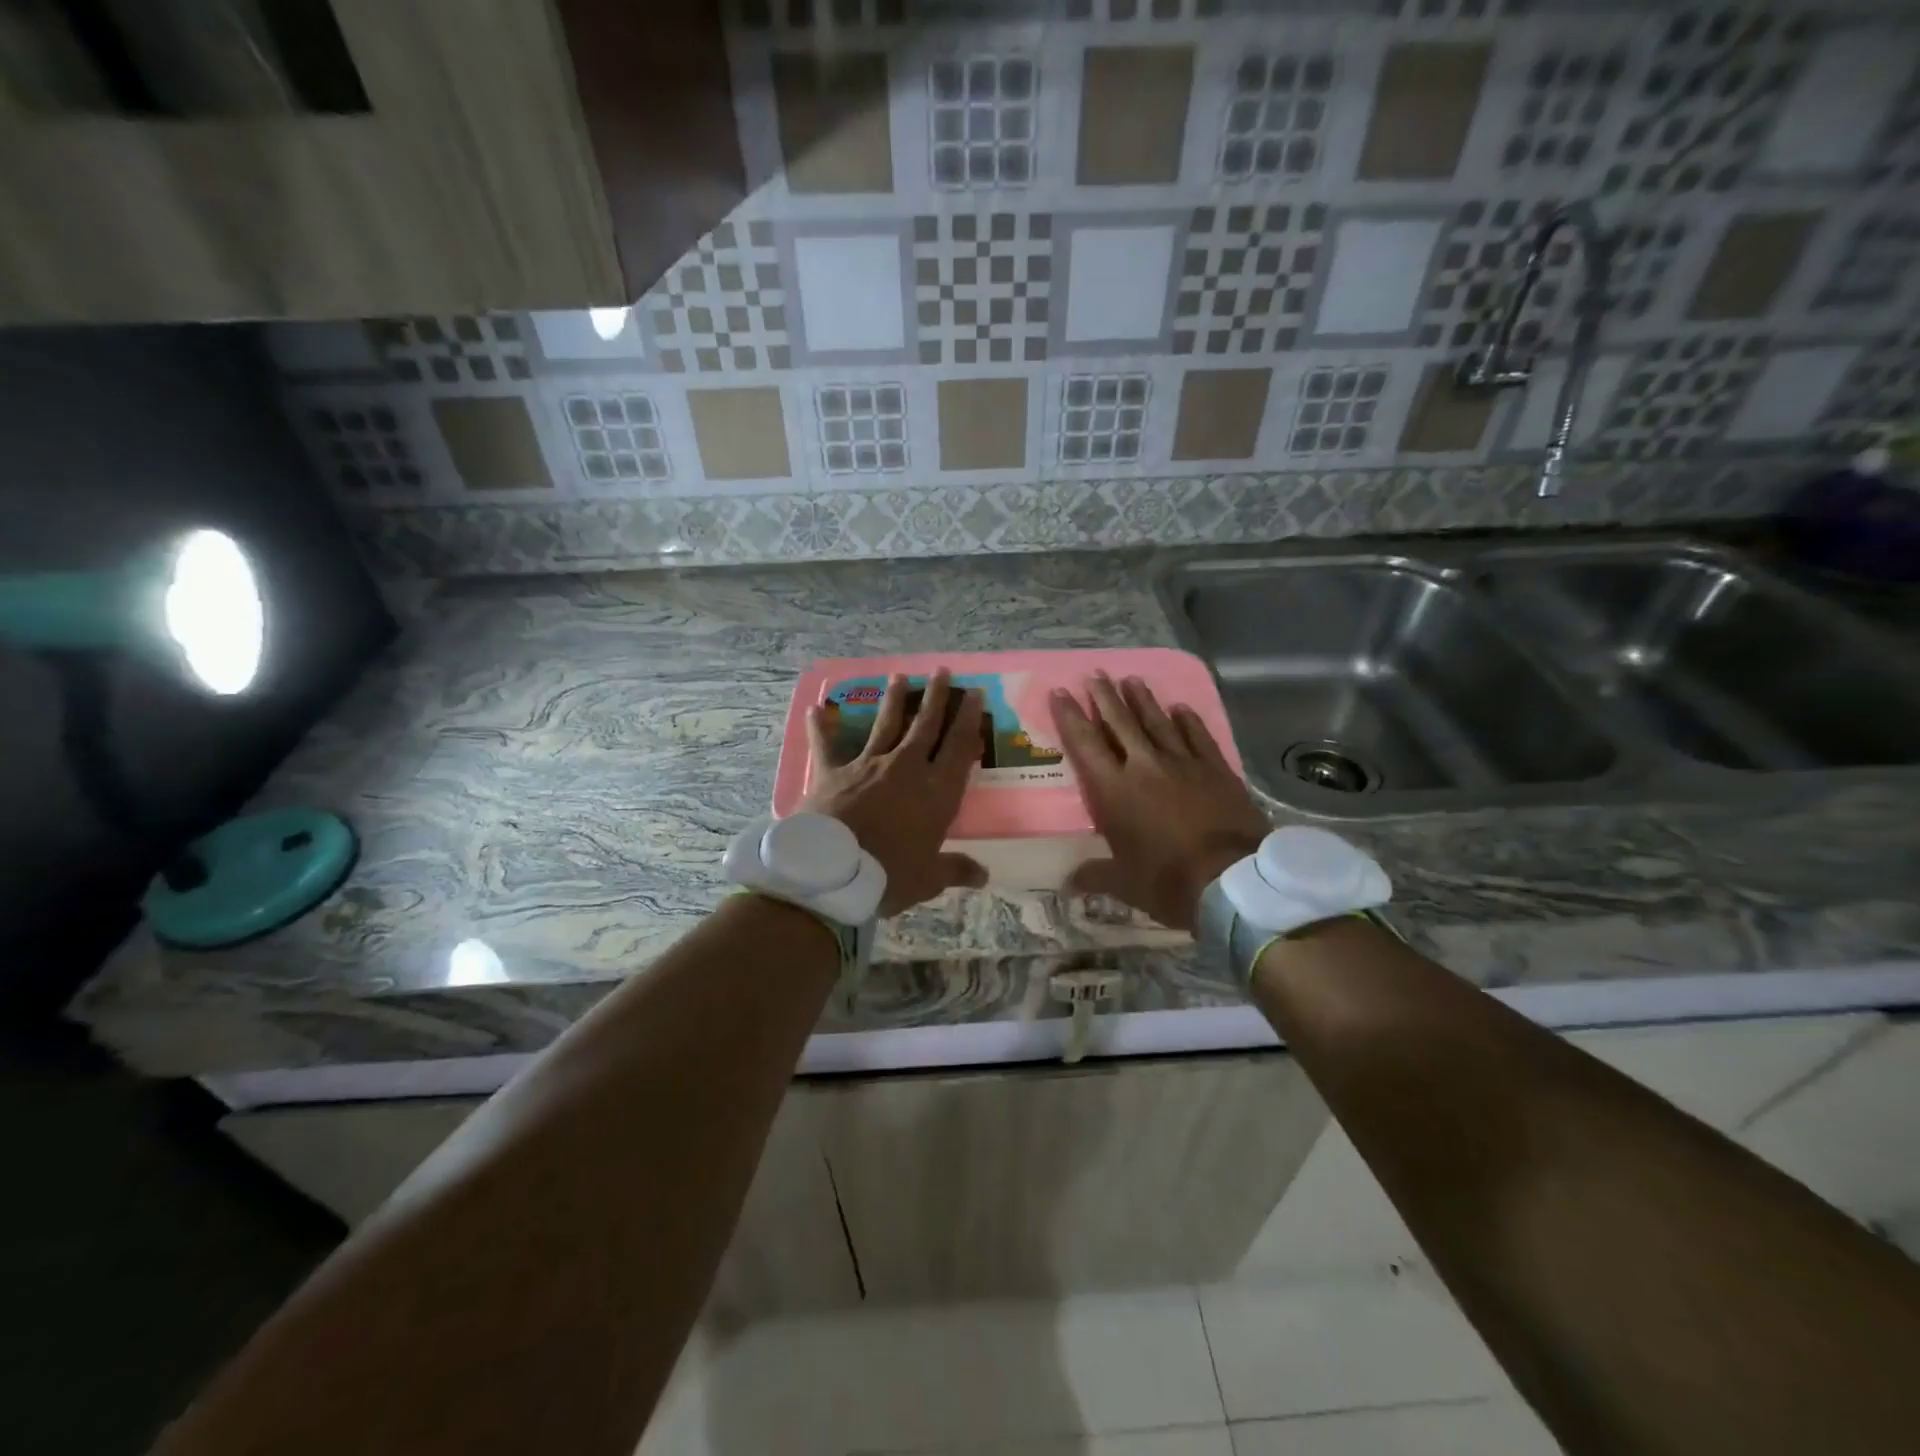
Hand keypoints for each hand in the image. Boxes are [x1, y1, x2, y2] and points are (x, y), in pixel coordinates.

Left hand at [801, 668, 987, 915]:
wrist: (833, 874)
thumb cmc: (889, 876)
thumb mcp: (929, 878)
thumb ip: (956, 870)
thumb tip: (984, 877)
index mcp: (935, 792)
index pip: (958, 747)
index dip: (968, 719)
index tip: (975, 694)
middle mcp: (905, 769)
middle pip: (924, 726)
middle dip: (936, 697)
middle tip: (942, 671)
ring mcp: (867, 766)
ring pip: (884, 725)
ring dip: (893, 700)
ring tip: (898, 676)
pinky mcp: (832, 772)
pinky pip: (826, 744)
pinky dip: (820, 726)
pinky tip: (816, 708)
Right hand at [1051, 673, 1268, 931]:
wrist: (1231, 880)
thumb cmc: (1168, 881)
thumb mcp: (1124, 883)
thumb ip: (1095, 875)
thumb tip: (1068, 882)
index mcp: (1115, 790)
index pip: (1085, 744)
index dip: (1070, 717)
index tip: (1060, 692)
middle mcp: (1145, 766)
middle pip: (1120, 722)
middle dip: (1104, 696)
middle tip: (1095, 674)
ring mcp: (1183, 762)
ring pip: (1157, 721)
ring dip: (1142, 699)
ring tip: (1131, 679)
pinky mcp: (1216, 768)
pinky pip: (1198, 735)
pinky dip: (1187, 720)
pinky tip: (1181, 707)